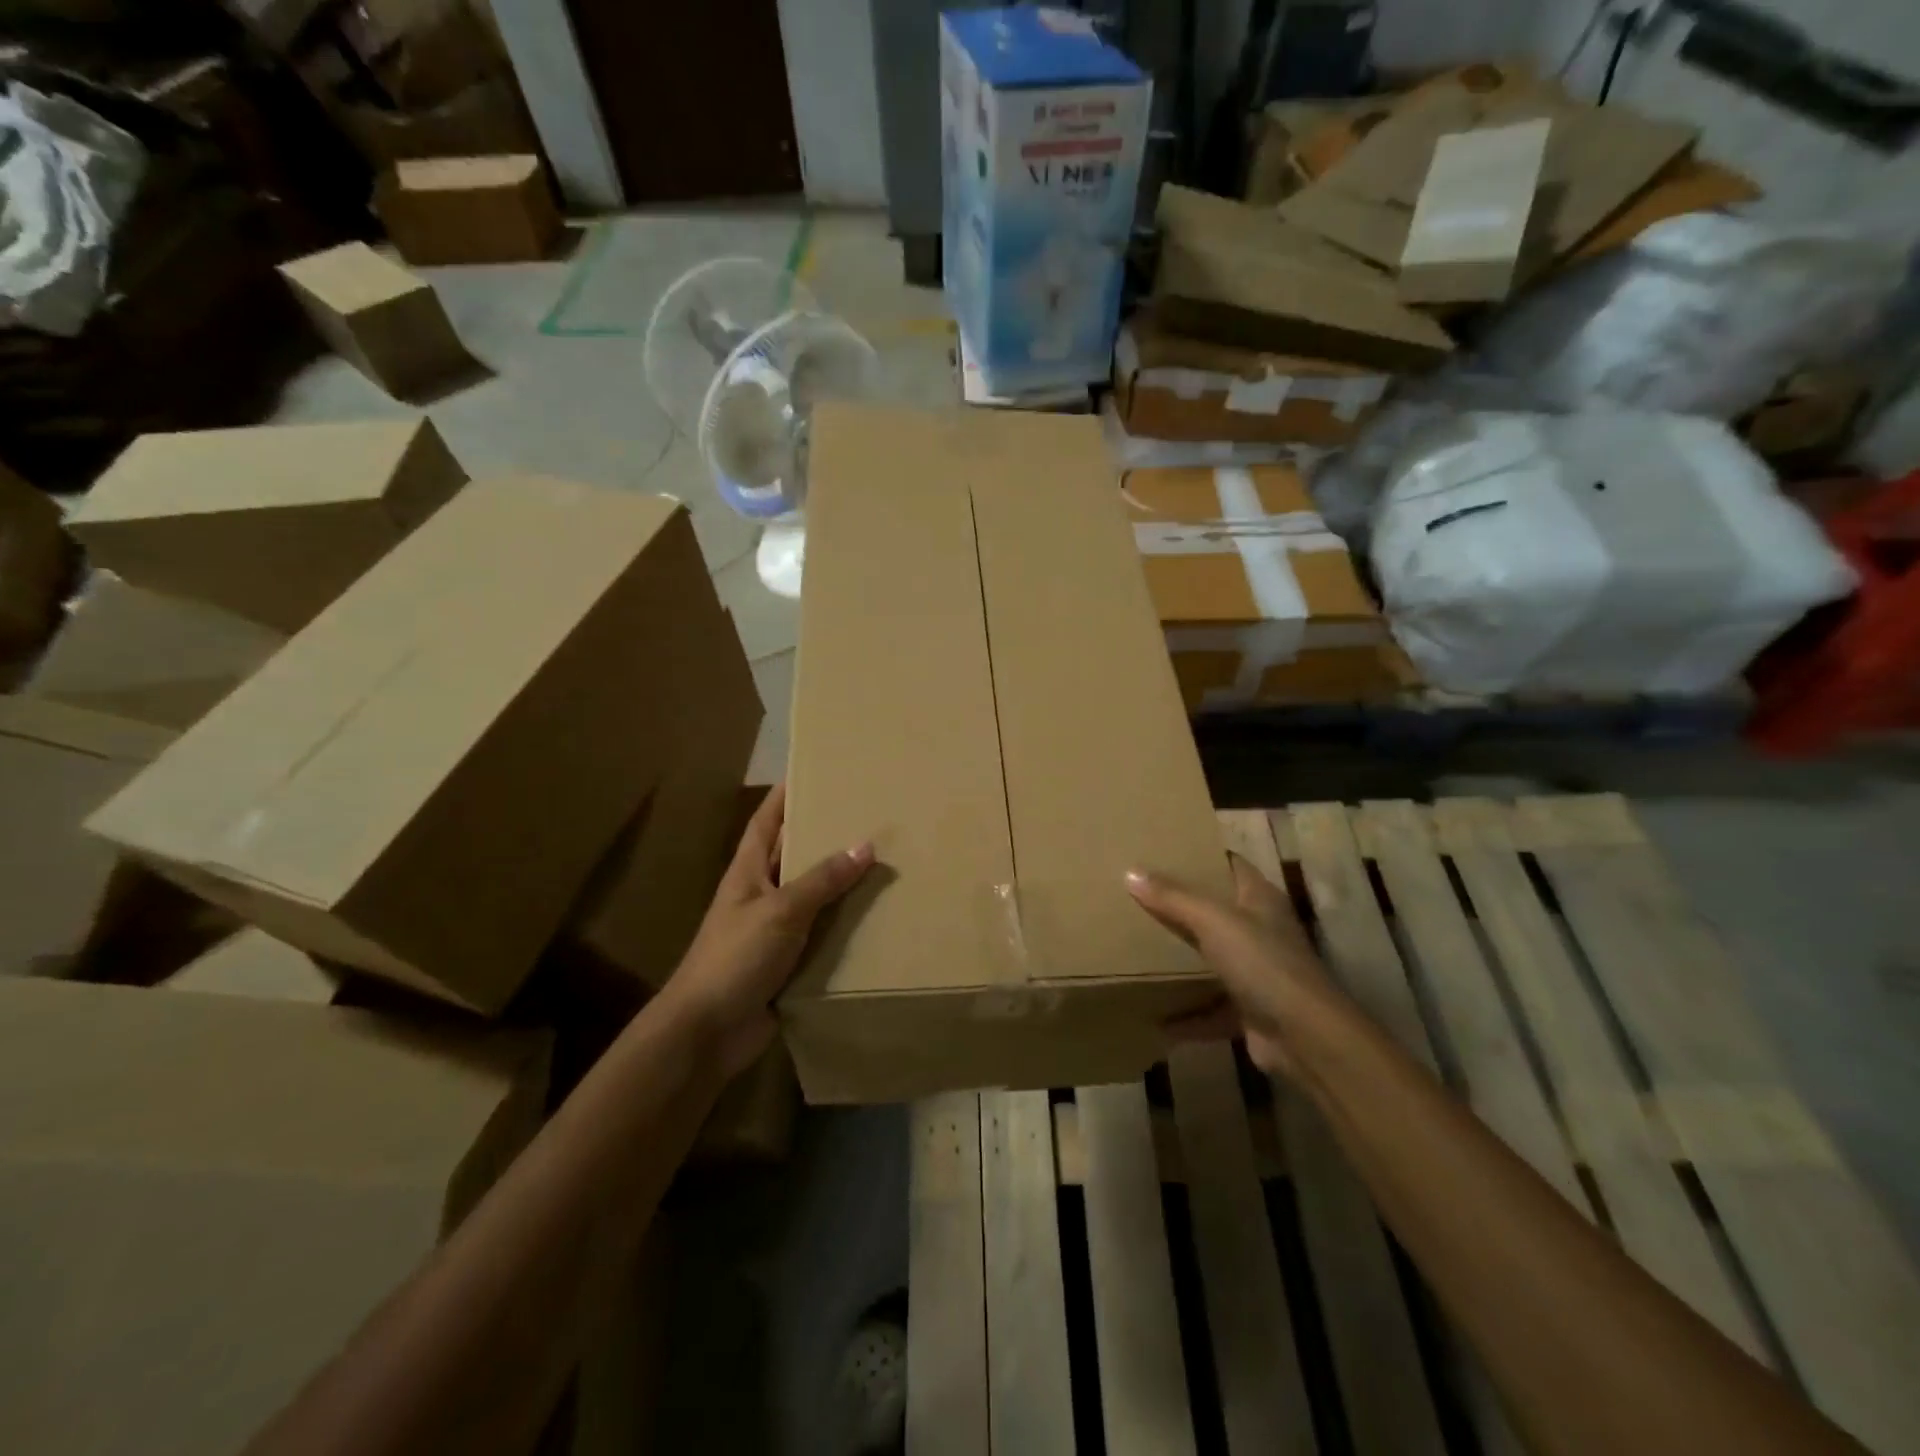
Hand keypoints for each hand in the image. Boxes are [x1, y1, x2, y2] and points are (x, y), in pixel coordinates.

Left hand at [663, 784, 873, 1077]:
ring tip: (882, 860)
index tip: (812, 771)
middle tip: (865, 815)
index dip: (784, 796)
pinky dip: (843, 924)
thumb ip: (823, 880)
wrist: (708, 1031)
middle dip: (823, 835)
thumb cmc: (735, 957)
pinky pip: (821, 933)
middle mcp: (760, 894)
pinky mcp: (787, 961)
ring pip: (812, 895)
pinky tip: (875, 917)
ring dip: (839, 882)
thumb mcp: (781, 910)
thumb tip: (865, 845)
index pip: (766, 821)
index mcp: (748, 872)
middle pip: (793, 854)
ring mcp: (773, 929)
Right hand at [1126, 853, 1338, 1078]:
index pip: (1230, 864)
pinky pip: (1210, 1008)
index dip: (1202, 855)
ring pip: (1211, 959)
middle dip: (1181, 906)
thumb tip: (1130, 872)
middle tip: (1138, 895)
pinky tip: (1155, 1018)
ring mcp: (1257, 973)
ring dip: (1182, 960)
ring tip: (1139, 948)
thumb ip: (1172, 897)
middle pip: (1216, 911)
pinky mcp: (1249, 1010)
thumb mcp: (1213, 921)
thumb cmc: (1262, 963)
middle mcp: (1261, 931)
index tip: (1163, 850)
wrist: (1305, 1038)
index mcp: (1260, 899)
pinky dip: (1186, 1015)